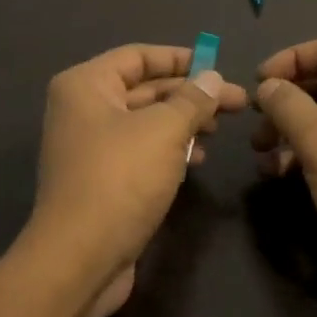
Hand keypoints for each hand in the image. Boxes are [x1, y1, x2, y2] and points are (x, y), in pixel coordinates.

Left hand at [24, 44, 248, 316]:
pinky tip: (197, 159)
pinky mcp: (102, 180)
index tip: (218, 65)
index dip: (180, 58)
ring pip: (147, 122)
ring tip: (220, 130)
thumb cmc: (120, 180)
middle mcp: (83, 110)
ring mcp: (91, 147)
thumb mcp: (164, 131)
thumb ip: (192, 99)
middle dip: (191, 94)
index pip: (138, 56)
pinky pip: (141, 151)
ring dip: (184, 123)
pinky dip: (170, 150)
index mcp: (86, 85)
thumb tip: (212, 78)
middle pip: (145, 89)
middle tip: (236, 101)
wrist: (79, 260)